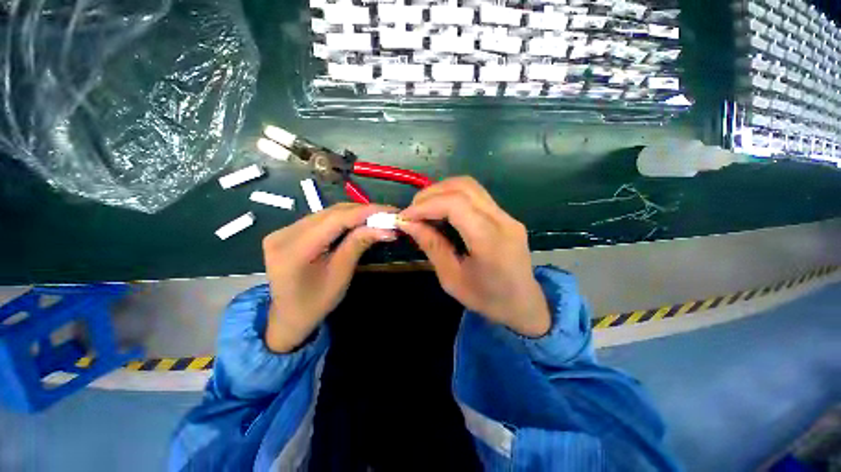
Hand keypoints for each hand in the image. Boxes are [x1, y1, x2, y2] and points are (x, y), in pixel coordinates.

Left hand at [263, 203, 396, 352]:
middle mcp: (284, 233)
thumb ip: (358, 245)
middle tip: (388, 214)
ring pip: (326, 213)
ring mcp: (282, 231)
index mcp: (294, 249)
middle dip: (362, 211)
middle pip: (331, 213)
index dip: (366, 212)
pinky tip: (357, 222)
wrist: (286, 317)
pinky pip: (320, 219)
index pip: (336, 219)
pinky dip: (342, 219)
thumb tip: (386, 228)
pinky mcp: (286, 232)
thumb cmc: (315, 303)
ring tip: (377, 217)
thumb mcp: (340, 275)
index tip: (391, 211)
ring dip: (353, 214)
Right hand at [398, 177, 550, 336]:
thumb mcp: (452, 279)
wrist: (523, 304)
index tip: (405, 216)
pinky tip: (442, 210)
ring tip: (424, 208)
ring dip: (442, 191)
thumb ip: (432, 246)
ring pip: (470, 186)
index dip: (426, 205)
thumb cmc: (486, 299)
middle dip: (431, 194)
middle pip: (463, 188)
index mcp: (490, 241)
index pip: (455, 205)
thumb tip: (409, 223)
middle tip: (413, 210)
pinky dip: (453, 197)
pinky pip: (476, 196)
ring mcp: (507, 216)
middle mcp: (503, 221)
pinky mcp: (506, 216)